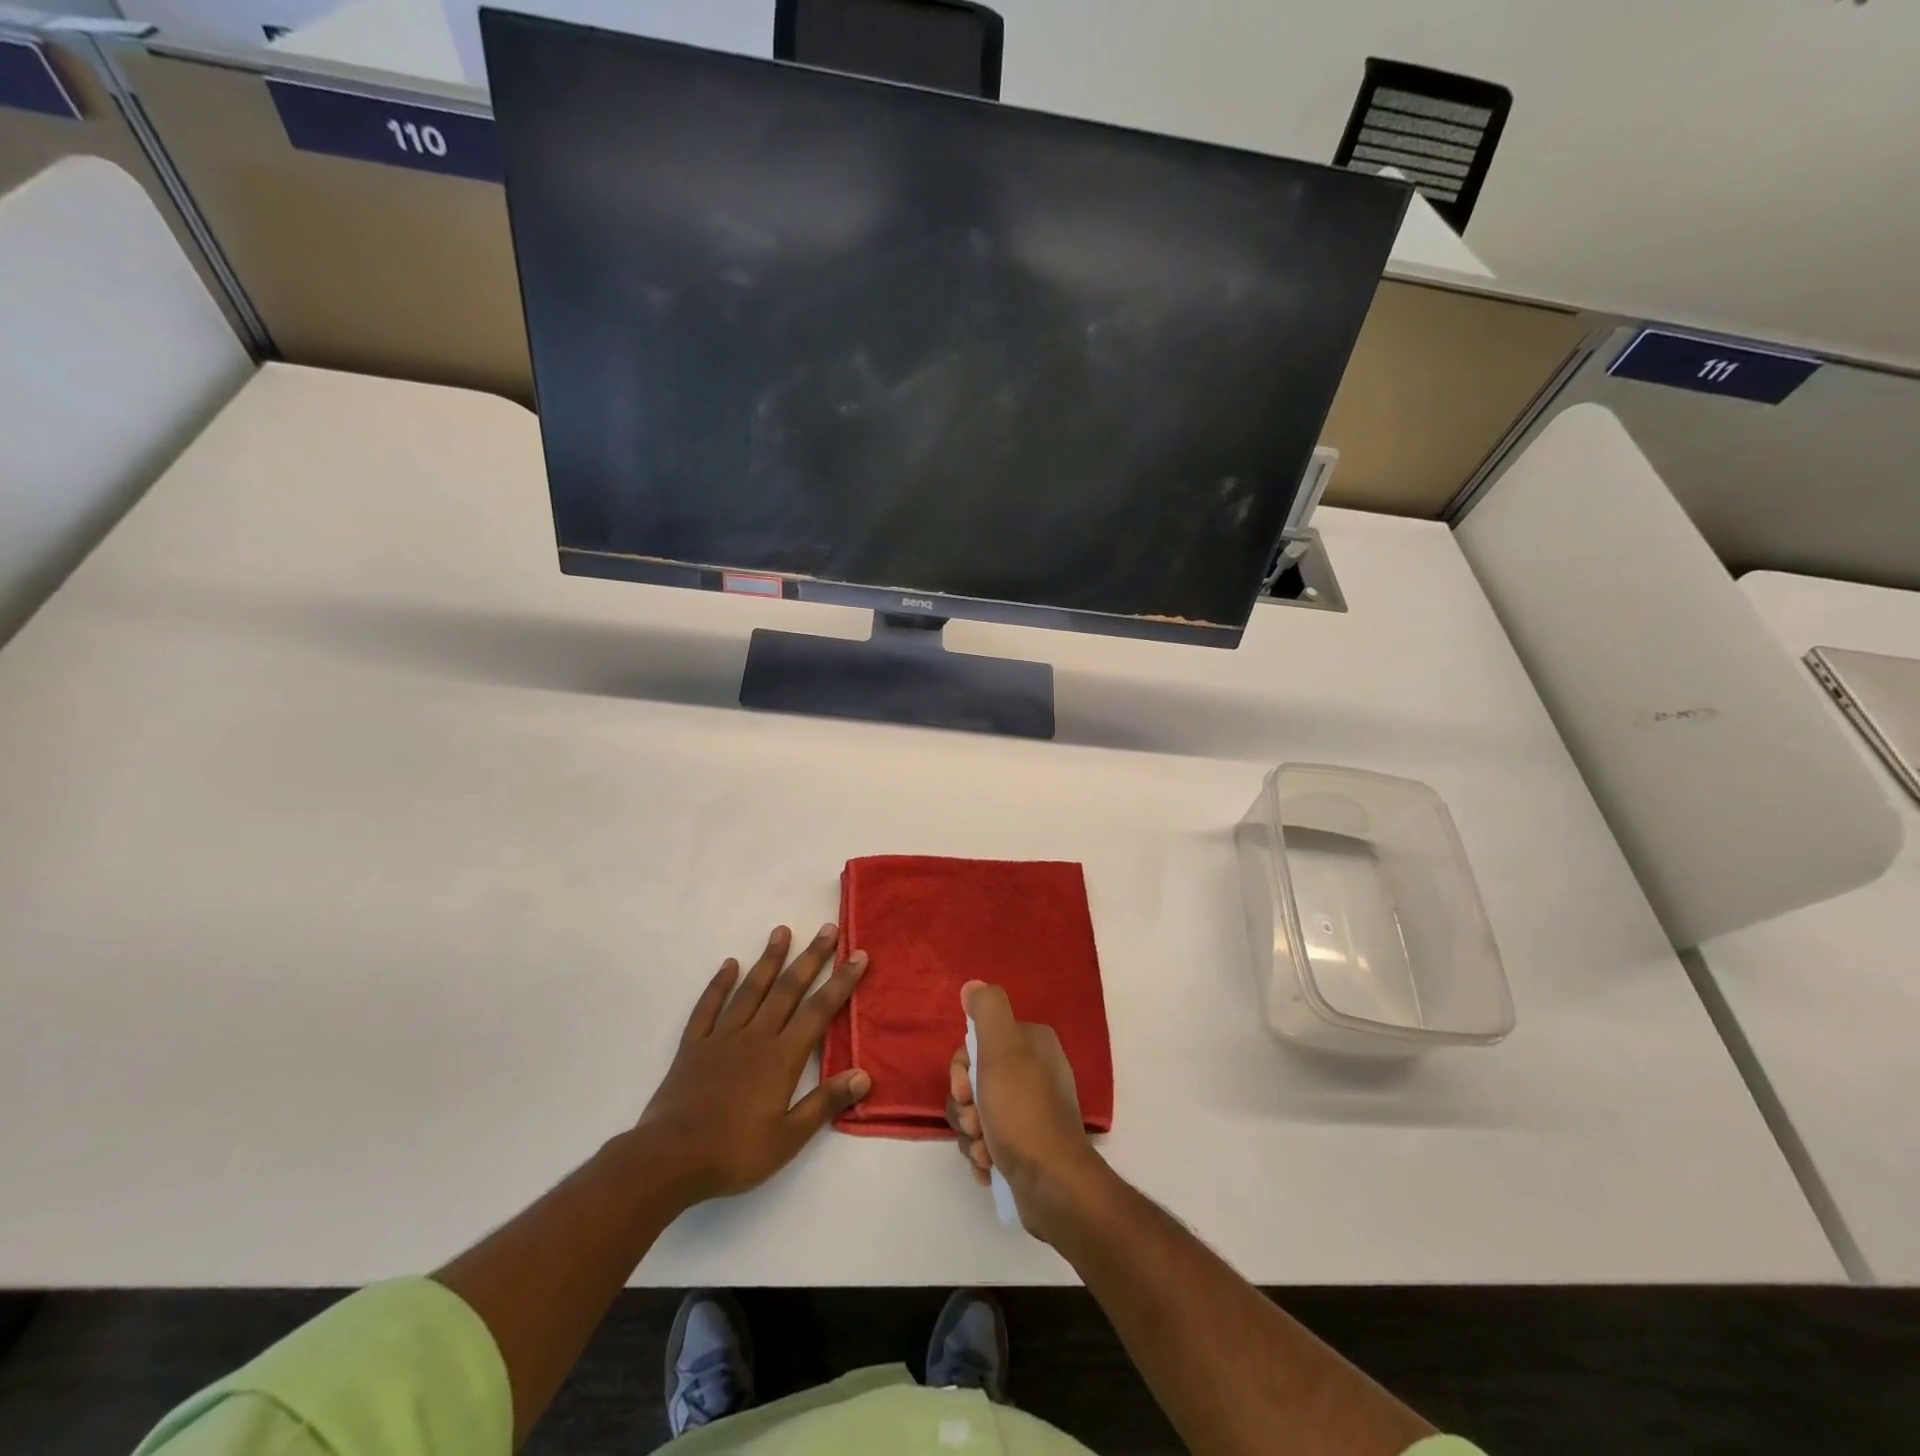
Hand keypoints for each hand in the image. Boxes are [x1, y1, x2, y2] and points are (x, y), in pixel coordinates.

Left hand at [639, 923, 869, 1204]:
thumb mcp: (788, 1139)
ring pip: (750, 990)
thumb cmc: (734, 1153)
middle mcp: (755, 1037)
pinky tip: (729, 965)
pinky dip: (719, 984)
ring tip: (782, 931)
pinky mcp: (692, 1047)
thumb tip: (863, 1074)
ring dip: (769, 959)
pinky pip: (708, 1008)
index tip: (858, 954)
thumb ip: (824, 1103)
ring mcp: (721, 1038)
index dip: (841, 981)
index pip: (819, 1011)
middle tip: (827, 929)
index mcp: (781, 1058)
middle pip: (788, 989)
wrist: (668, 1160)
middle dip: (811, 958)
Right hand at [946, 980, 1109, 1242]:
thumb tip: (973, 985)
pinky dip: (983, 1154)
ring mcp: (1030, 1110)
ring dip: (972, 1134)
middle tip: (977, 1122)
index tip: (966, 1090)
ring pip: (976, 1113)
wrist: (1052, 1187)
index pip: (977, 1044)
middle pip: (973, 1080)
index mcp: (1033, 1043)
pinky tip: (991, 1166)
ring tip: (986, 1151)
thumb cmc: (1023, 1113)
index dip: (962, 1070)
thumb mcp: (1002, 1051)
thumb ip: (987, 1011)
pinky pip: (987, 1141)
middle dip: (966, 1107)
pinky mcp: (1025, 1145)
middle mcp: (1034, 1071)